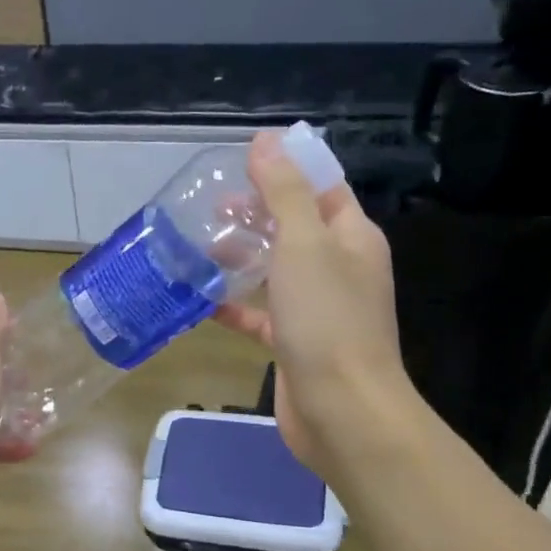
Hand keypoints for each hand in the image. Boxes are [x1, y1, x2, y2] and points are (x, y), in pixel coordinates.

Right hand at [214, 131, 421, 483]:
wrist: (342, 410)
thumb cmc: (328, 320)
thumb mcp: (304, 244)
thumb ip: (284, 192)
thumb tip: (266, 140)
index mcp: (352, 238)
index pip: (322, 189)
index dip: (286, 171)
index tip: (241, 162)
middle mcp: (338, 268)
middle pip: (294, 227)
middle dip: (255, 214)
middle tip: (210, 206)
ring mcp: (317, 308)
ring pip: (275, 270)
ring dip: (241, 257)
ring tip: (198, 244)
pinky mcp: (294, 343)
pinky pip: (260, 314)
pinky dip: (234, 305)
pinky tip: (200, 299)